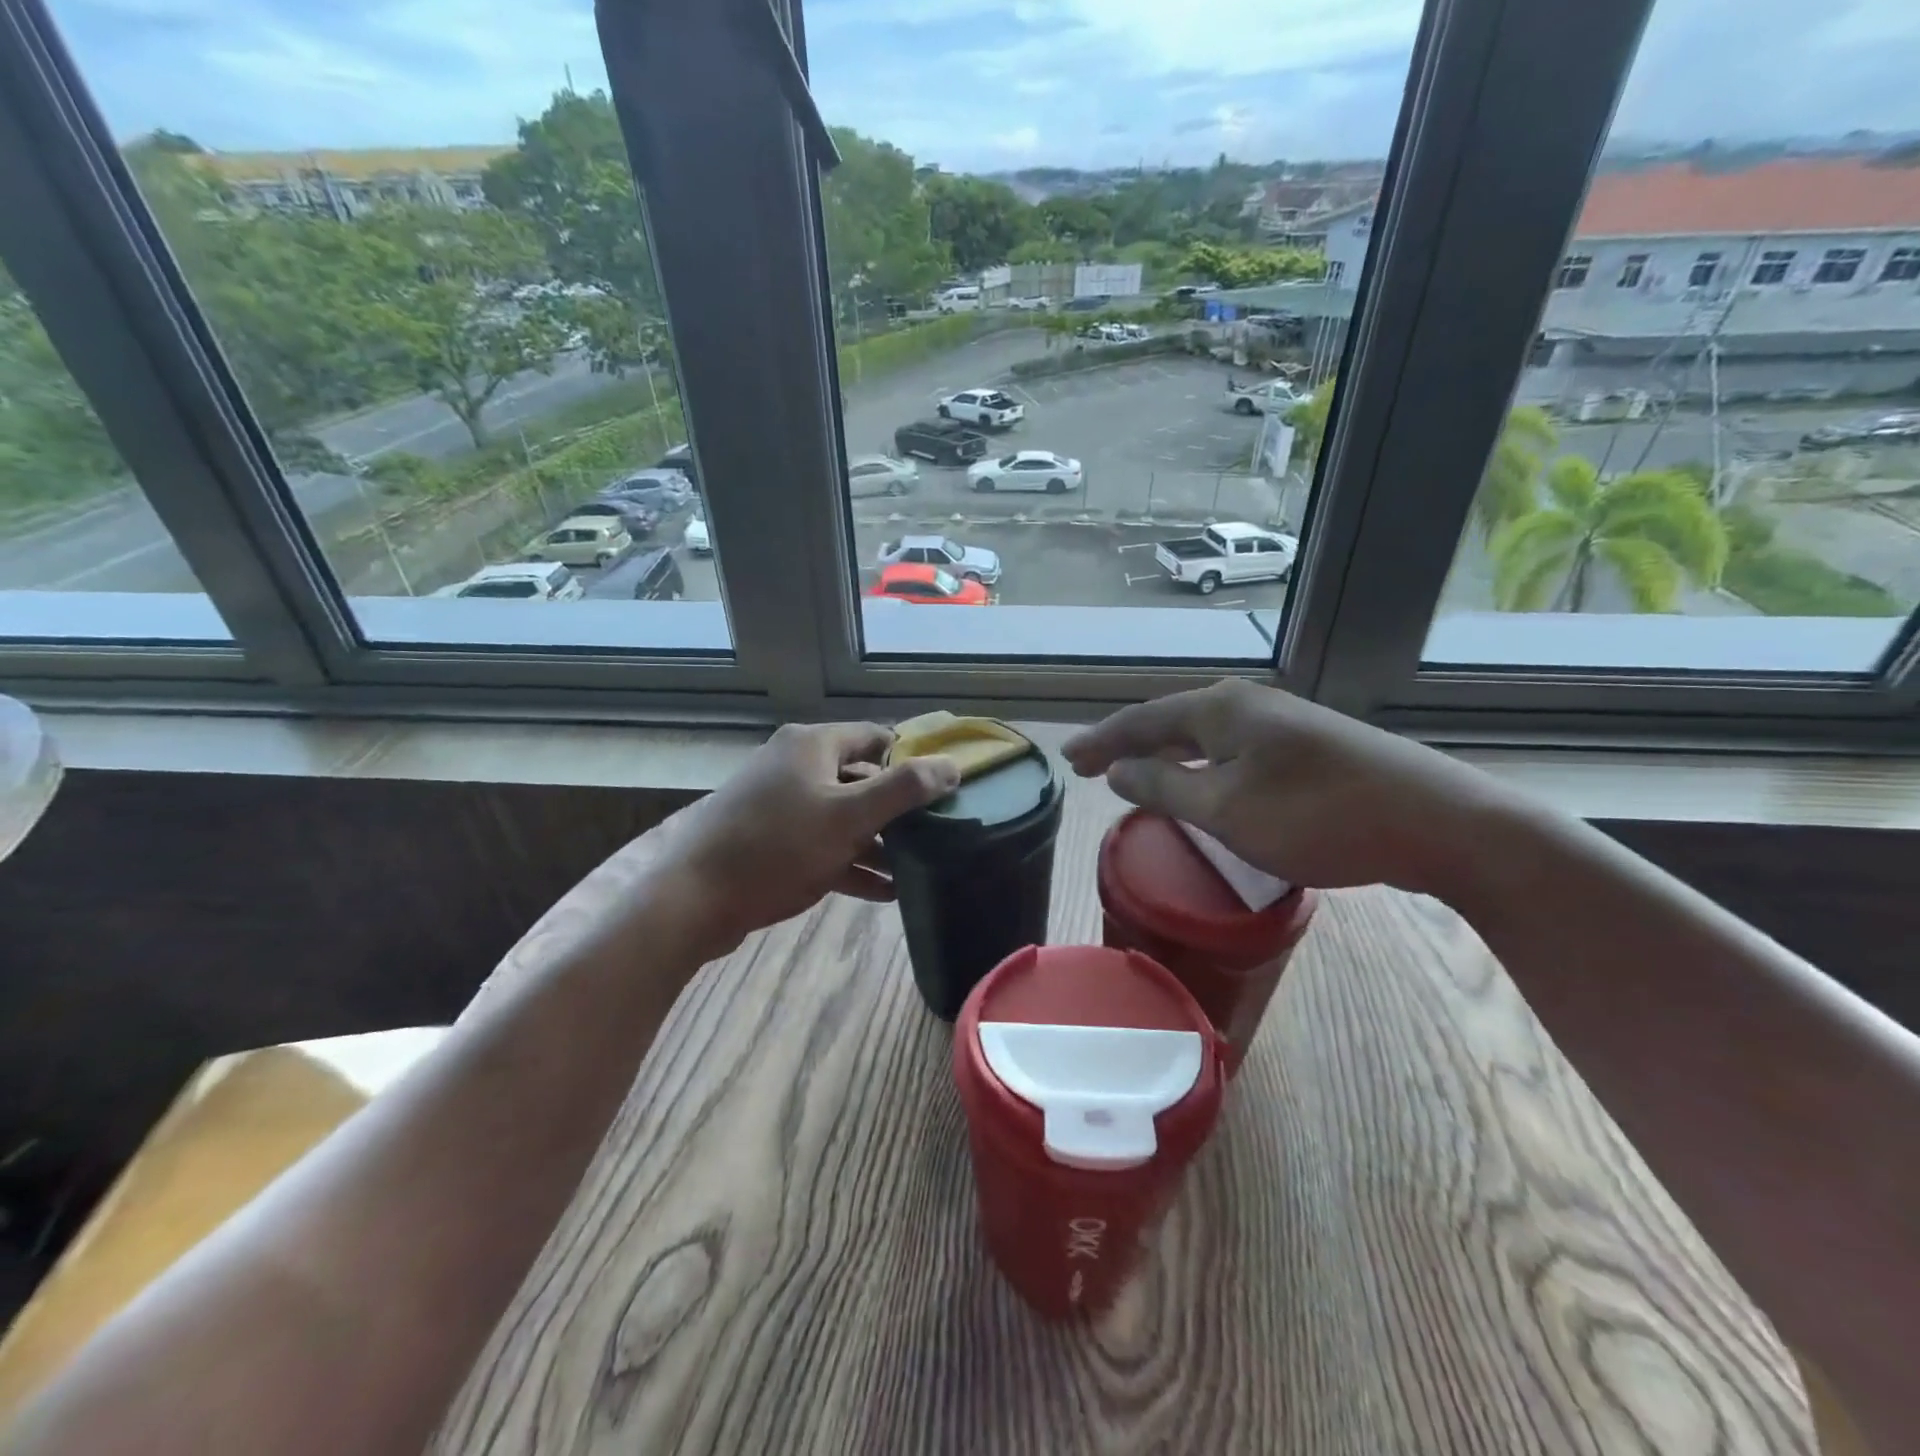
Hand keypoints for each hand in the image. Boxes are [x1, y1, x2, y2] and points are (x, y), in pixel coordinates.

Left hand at [641, 722, 959, 959]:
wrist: (693, 899)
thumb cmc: (778, 848)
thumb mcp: (849, 816)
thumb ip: (904, 789)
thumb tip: (952, 766)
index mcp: (813, 745)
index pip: (876, 738)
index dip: (912, 760)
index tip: (944, 790)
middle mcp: (795, 765)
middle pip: (860, 778)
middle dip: (897, 809)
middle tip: (935, 834)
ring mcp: (779, 803)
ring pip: (842, 816)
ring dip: (877, 842)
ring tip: (916, 870)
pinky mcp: (769, 840)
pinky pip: (821, 843)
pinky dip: (850, 862)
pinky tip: (883, 892)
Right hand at [1064, 679, 1521, 895]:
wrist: (1436, 822)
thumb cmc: (1318, 816)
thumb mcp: (1226, 809)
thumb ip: (1165, 787)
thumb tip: (1120, 771)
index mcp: (1221, 710)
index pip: (1142, 721)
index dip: (1103, 741)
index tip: (1069, 759)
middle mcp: (1247, 704)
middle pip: (1172, 721)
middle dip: (1129, 745)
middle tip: (1092, 768)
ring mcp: (1281, 724)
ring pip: (1204, 736)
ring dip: (1166, 756)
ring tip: (1136, 775)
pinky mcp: (1307, 748)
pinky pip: (1232, 751)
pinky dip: (1201, 766)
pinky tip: (1202, 785)